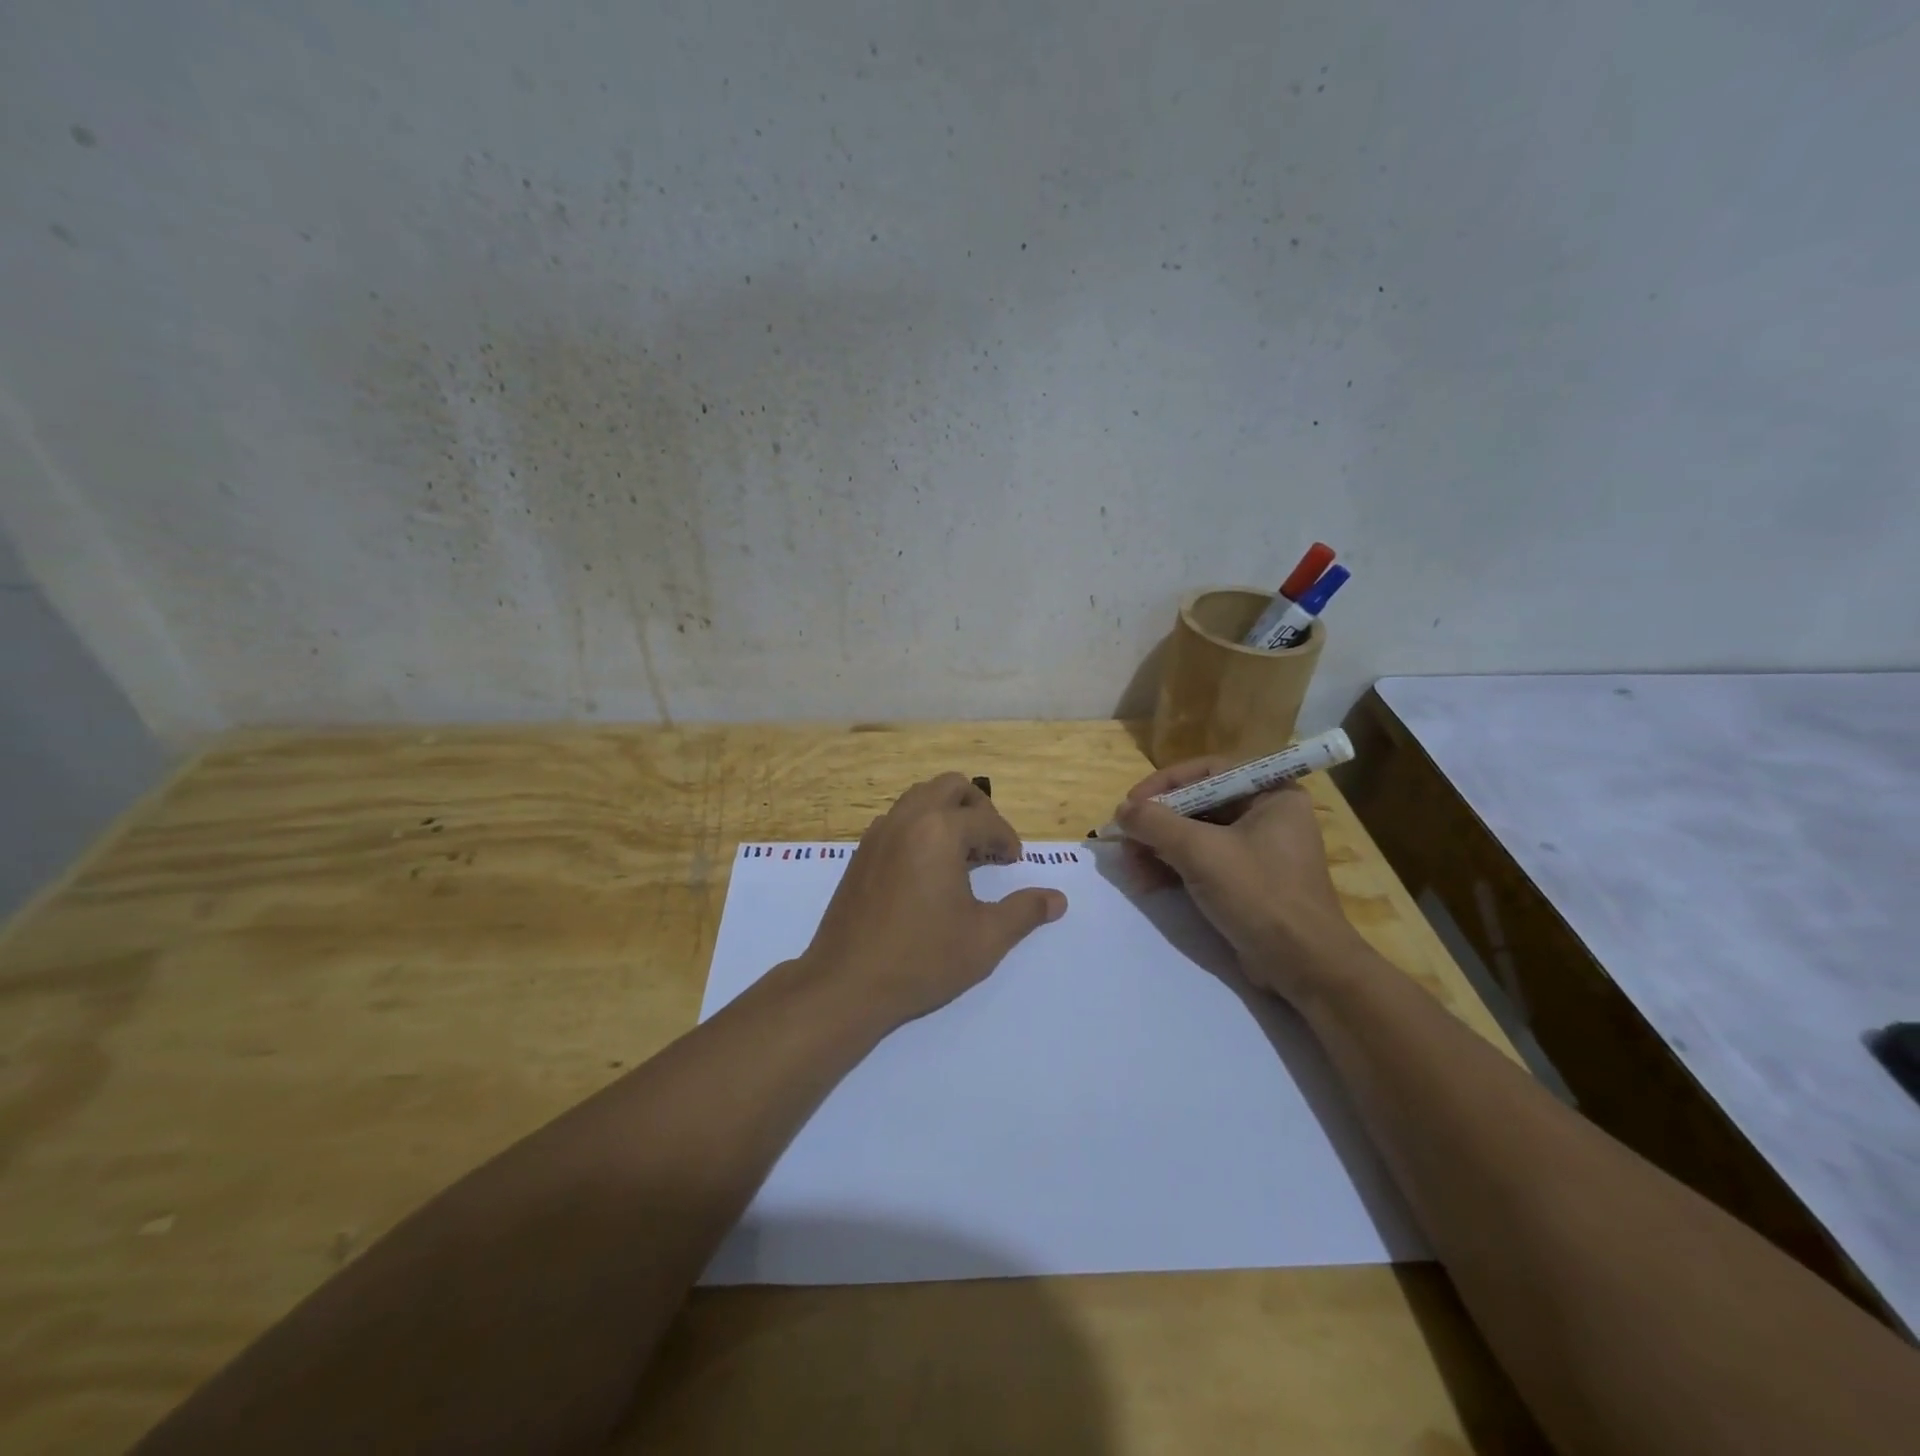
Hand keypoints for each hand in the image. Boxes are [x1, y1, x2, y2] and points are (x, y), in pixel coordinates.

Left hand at [799, 773, 1067, 1027]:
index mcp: (939, 831)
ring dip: (946, 813)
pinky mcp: (860, 853)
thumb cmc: (922, 959)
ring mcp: (877, 834)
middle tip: (990, 843)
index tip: (1015, 862)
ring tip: (961, 853)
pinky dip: (919, 827)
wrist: (846, 983)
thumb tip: (1058, 899)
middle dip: (978, 808)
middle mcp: (906, 820)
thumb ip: (1024, 912)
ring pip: (919, 798)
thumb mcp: (985, 939)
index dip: (1007, 839)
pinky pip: (896, 820)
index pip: (985, 820)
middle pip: (950, 787)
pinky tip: (927, 868)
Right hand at [1113, 758, 1363, 1004]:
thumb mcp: (1201, 852)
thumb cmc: (1259, 895)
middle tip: (1125, 841)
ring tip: (1131, 868)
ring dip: (1159, 848)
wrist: (1303, 966)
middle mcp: (1267, 814)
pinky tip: (1147, 882)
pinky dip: (1173, 867)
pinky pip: (1202, 860)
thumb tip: (1121, 810)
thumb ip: (1155, 823)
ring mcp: (1258, 849)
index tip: (1130, 804)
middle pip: (1198, 804)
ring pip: (1196, 835)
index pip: (1207, 772)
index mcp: (1272, 794)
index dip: (1164, 784)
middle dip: (1157, 823)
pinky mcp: (1247, 880)